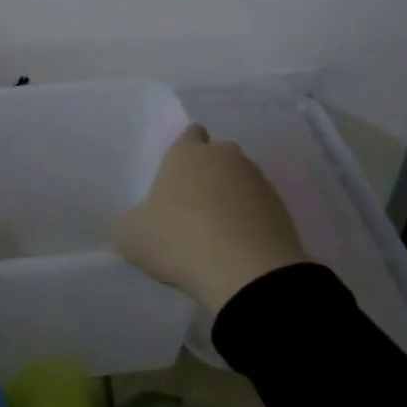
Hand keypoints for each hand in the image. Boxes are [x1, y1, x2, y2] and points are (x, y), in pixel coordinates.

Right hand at [112, 125, 307, 312]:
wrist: (247, 273)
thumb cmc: (178, 239)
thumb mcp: (130, 236)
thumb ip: (124, 224)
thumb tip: (123, 224)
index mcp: (187, 153)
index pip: (188, 134)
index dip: (181, 151)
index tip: (173, 176)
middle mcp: (226, 157)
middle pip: (217, 156)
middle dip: (206, 174)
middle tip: (188, 207)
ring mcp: (258, 182)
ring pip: (240, 181)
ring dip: (229, 199)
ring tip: (213, 233)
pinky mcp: (282, 210)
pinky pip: (258, 209)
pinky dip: (248, 222)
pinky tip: (234, 247)